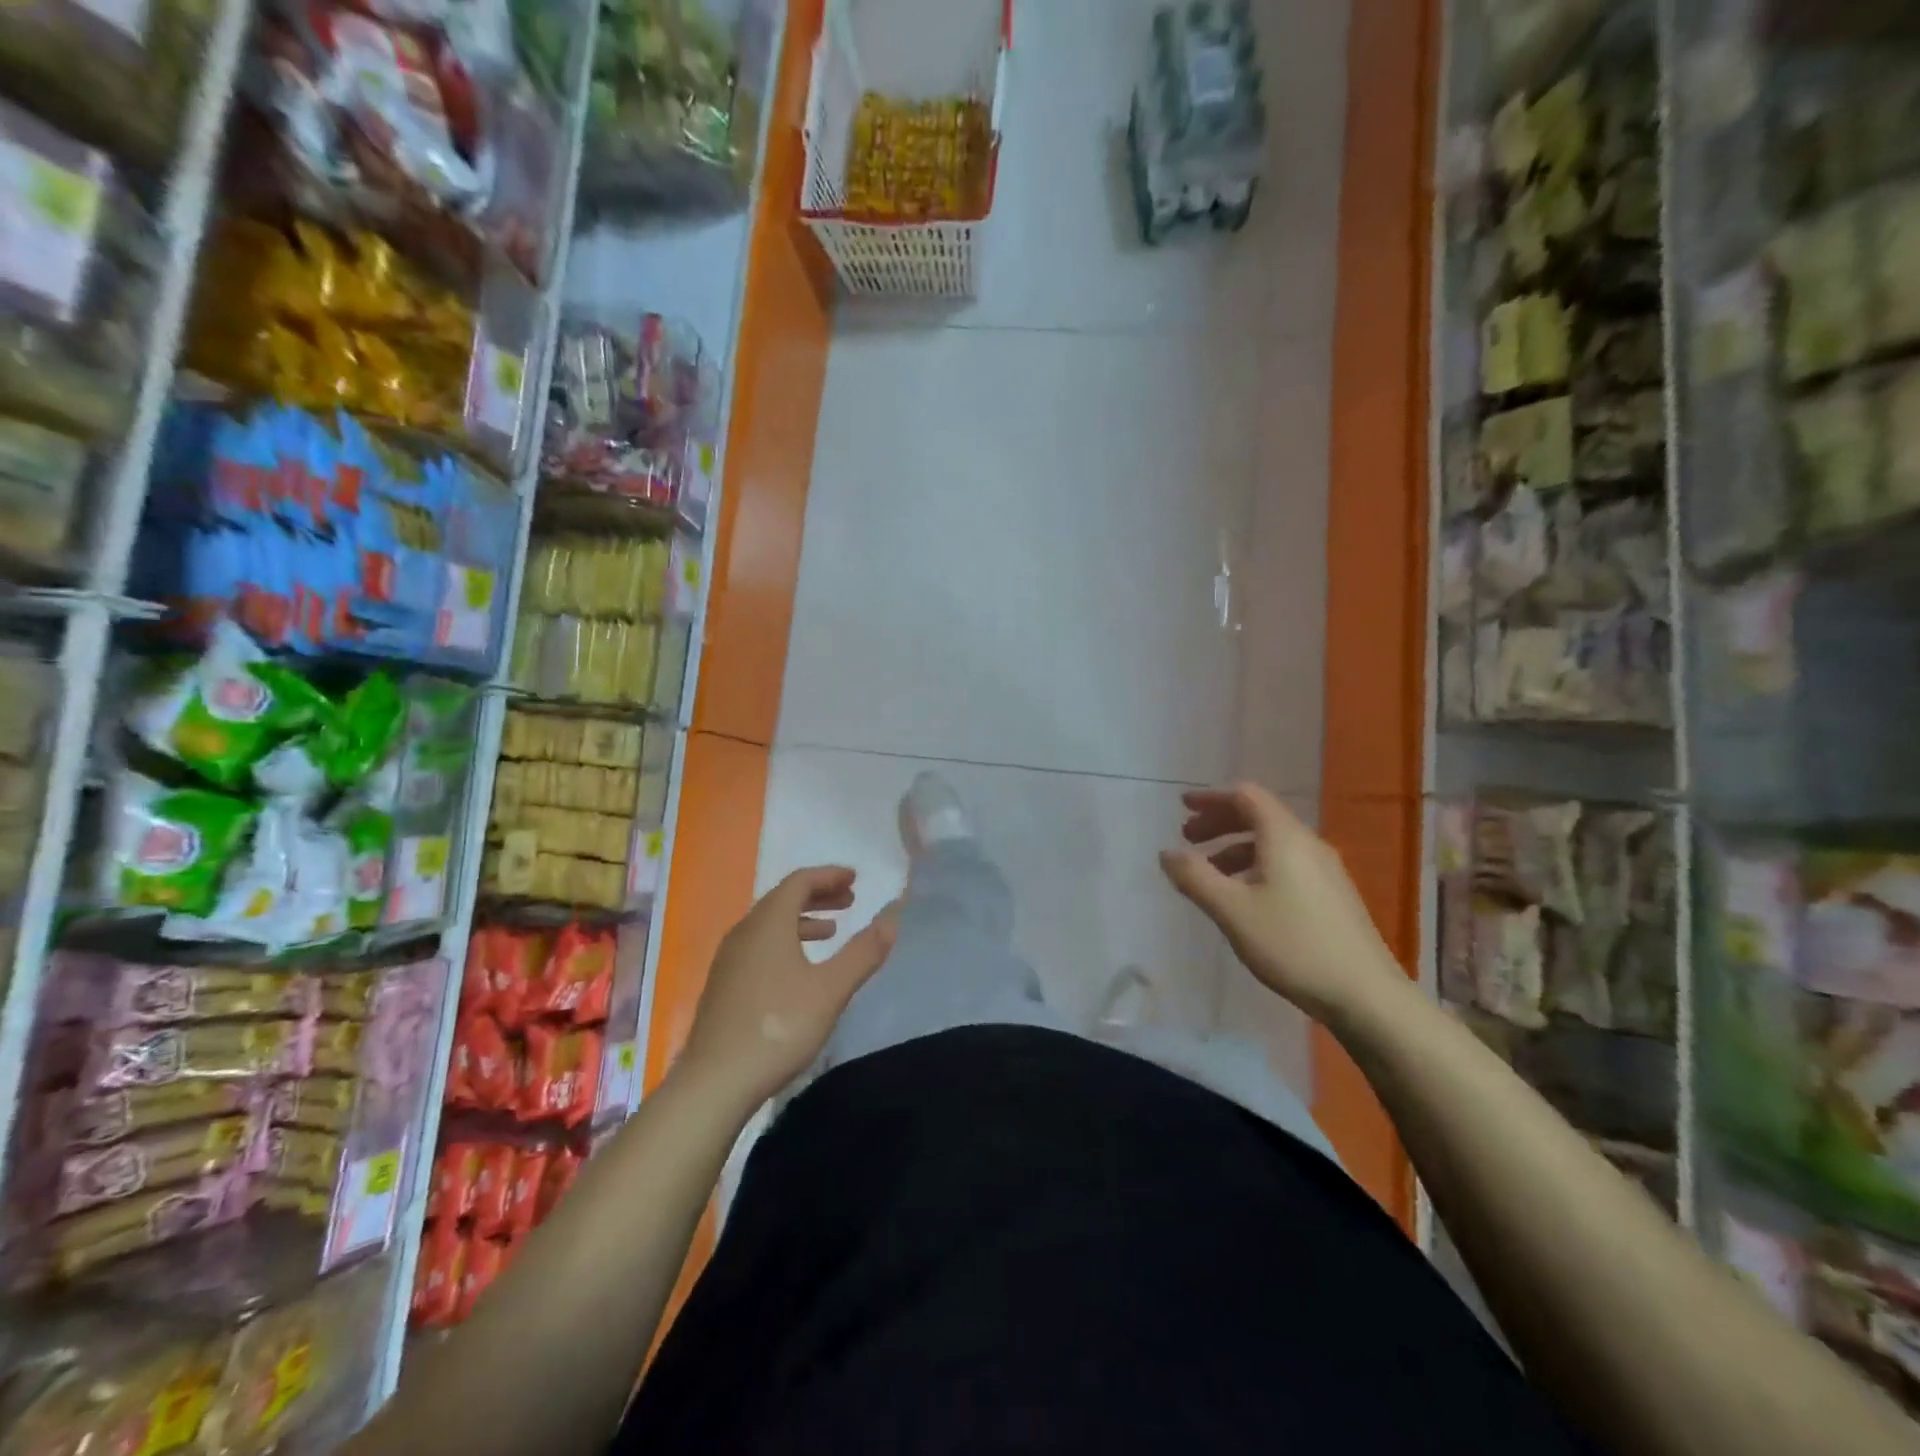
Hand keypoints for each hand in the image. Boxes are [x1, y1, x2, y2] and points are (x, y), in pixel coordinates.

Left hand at [678, 866, 896, 1106]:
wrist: (714, 1083)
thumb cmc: (778, 1027)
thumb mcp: (831, 989)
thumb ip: (863, 952)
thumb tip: (892, 918)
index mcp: (768, 923)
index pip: (799, 882)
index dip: (828, 876)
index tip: (854, 878)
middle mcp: (744, 932)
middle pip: (782, 899)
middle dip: (818, 895)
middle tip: (850, 901)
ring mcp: (729, 959)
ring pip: (769, 924)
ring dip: (802, 920)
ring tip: (831, 932)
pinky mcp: (723, 985)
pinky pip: (759, 945)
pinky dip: (785, 941)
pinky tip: (799, 969)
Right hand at [1160, 783, 1406, 1022]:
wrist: (1365, 994)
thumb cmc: (1293, 944)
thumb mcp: (1232, 910)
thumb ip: (1195, 877)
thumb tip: (1166, 852)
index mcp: (1284, 837)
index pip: (1245, 796)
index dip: (1211, 798)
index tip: (1182, 807)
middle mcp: (1307, 844)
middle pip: (1259, 816)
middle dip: (1219, 822)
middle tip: (1188, 838)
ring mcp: (1325, 870)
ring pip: (1272, 842)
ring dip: (1235, 847)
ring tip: (1209, 873)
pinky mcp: (1332, 895)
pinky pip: (1285, 863)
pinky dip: (1255, 865)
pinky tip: (1244, 897)